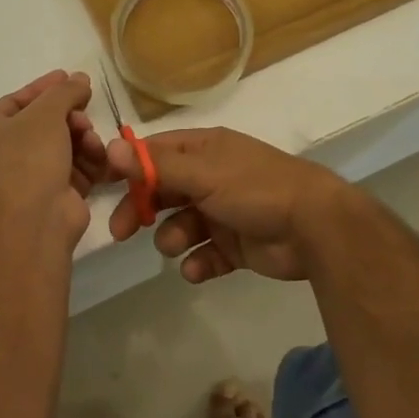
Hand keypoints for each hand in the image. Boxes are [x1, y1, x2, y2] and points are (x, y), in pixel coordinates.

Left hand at [0, 71, 111, 246]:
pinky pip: (79, 170)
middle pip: (47, 124)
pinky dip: (92, 162)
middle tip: (85, 113)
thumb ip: (64, 92)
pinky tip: (101, 158)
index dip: (45, 88)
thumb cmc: (28, 158)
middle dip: (71, 116)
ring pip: (67, 146)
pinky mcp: (59, 196)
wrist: (34, 219)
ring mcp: (34, 178)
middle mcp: (8, 154)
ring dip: (84, 139)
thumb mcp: (45, 113)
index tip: (71, 77)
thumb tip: (80, 79)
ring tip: (92, 141)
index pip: (18, 101)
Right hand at [105, 127, 347, 282]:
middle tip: (122, 231)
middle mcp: (213, 177)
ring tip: (177, 246)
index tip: (105, 186)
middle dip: (142, 209)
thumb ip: (156, 166)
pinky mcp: (237, 245)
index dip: (130, 167)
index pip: (157, 152)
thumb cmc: (255, 189)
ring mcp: (225, 212)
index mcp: (205, 150)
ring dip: (172, 238)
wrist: (314, 226)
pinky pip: (206, 254)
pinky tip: (198, 269)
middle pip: (164, 191)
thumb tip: (109, 148)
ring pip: (182, 225)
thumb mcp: (203, 173)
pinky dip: (198, 263)